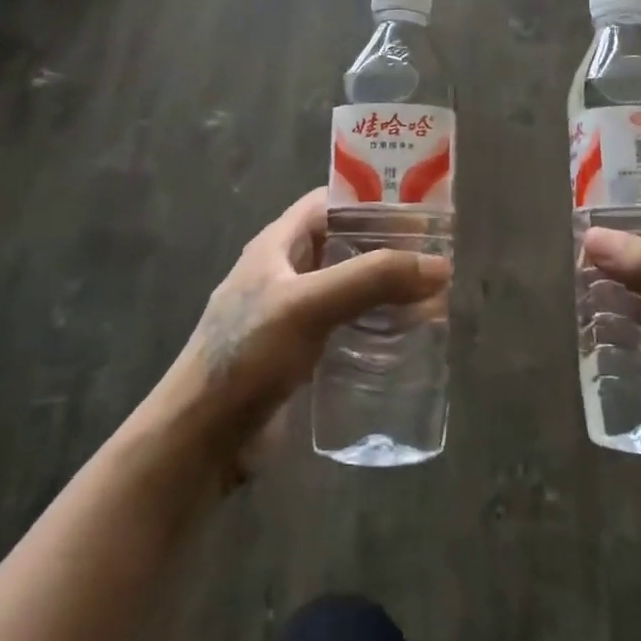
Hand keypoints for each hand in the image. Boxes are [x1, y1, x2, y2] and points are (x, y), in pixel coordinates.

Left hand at [167, 189, 448, 479]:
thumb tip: (440, 266)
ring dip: (386, 290)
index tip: (418, 209)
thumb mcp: (309, 305)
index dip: (371, 199)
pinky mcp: (300, 354)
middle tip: (435, 258)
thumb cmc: (247, 356)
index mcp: (277, 245)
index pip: (330, 203)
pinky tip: (405, 338)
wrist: (200, 440)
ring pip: (349, 288)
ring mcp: (292, 315)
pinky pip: (346, 326)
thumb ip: (372, 279)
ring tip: (431, 298)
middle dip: (388, 249)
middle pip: (345, 245)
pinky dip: (375, 325)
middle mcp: (286, 272)